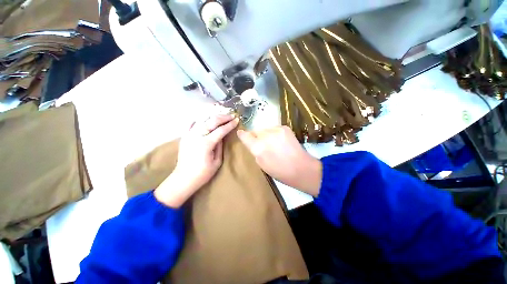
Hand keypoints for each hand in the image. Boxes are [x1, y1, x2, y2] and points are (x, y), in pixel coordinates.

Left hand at [155, 114, 238, 207]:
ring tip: (222, 116)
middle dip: (223, 117)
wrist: (183, 178)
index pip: (221, 130)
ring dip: (213, 117)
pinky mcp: (184, 136)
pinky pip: (191, 124)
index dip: (230, 124)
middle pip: (212, 121)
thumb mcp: (217, 161)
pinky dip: (199, 120)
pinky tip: (205, 119)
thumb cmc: (203, 173)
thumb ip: (220, 146)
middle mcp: (197, 136)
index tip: (237, 120)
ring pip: (203, 120)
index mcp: (206, 144)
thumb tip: (222, 135)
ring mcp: (189, 135)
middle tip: (231, 116)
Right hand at [237, 126, 321, 195]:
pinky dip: (275, 133)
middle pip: (255, 131)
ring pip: (265, 129)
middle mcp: (265, 136)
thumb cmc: (279, 171)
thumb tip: (252, 143)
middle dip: (256, 136)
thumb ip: (255, 151)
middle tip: (263, 144)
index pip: (245, 136)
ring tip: (274, 143)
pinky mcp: (284, 128)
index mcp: (258, 147)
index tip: (241, 133)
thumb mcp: (261, 164)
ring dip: (266, 134)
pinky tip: (281, 141)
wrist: (301, 168)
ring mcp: (276, 130)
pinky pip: (274, 128)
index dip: (242, 134)